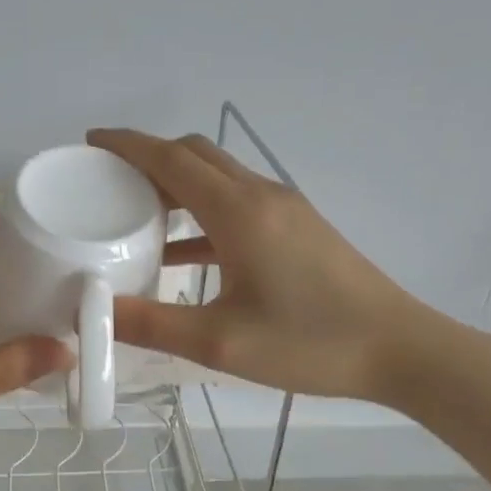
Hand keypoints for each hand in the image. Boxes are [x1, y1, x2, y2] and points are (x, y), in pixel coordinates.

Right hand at [87, 127, 448, 406]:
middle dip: (148, 158)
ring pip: (218, 177)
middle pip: (195, 156)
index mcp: (239, 212)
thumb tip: (91, 311)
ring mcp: (285, 210)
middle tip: (106, 180)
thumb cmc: (309, 342)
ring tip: (134, 211)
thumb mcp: (220, 342)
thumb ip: (150, 324)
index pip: (171, 159)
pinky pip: (237, 204)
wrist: (399, 349)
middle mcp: (261, 196)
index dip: (127, 145)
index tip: (90, 141)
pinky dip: (202, 214)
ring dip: (176, 184)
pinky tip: (181, 252)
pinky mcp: (298, 229)